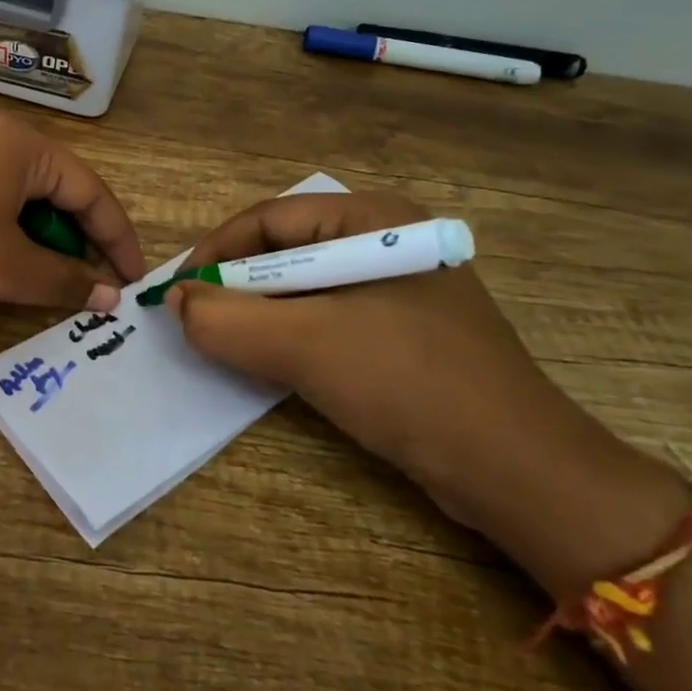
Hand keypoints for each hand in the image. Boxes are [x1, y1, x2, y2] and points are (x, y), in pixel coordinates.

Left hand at [0, 115, 144, 324]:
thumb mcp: (7, 268)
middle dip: (77, 244)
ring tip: (49, 289)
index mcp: (19, 146)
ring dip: (39, 248)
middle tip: (93, 290)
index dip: (118, 239)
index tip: (134, 283)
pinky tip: (1, 276)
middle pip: (54, 194)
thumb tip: (109, 296)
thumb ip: (65, 280)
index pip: (90, 190)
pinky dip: (3, 245)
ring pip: (17, 207)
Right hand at [166, 190, 679, 589]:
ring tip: (226, 343)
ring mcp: (399, 288)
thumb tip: (174, 301)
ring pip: (304, 288)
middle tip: (196, 320)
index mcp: (374, 220)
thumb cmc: (407, 384)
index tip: (176, 291)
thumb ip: (225, 319)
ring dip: (260, 315)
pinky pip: (328, 318)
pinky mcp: (404, 330)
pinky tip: (273, 362)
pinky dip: (291, 336)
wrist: (517, 471)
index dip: (215, 251)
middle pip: (286, 250)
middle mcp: (387, 241)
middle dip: (236, 285)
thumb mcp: (303, 346)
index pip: (270, 219)